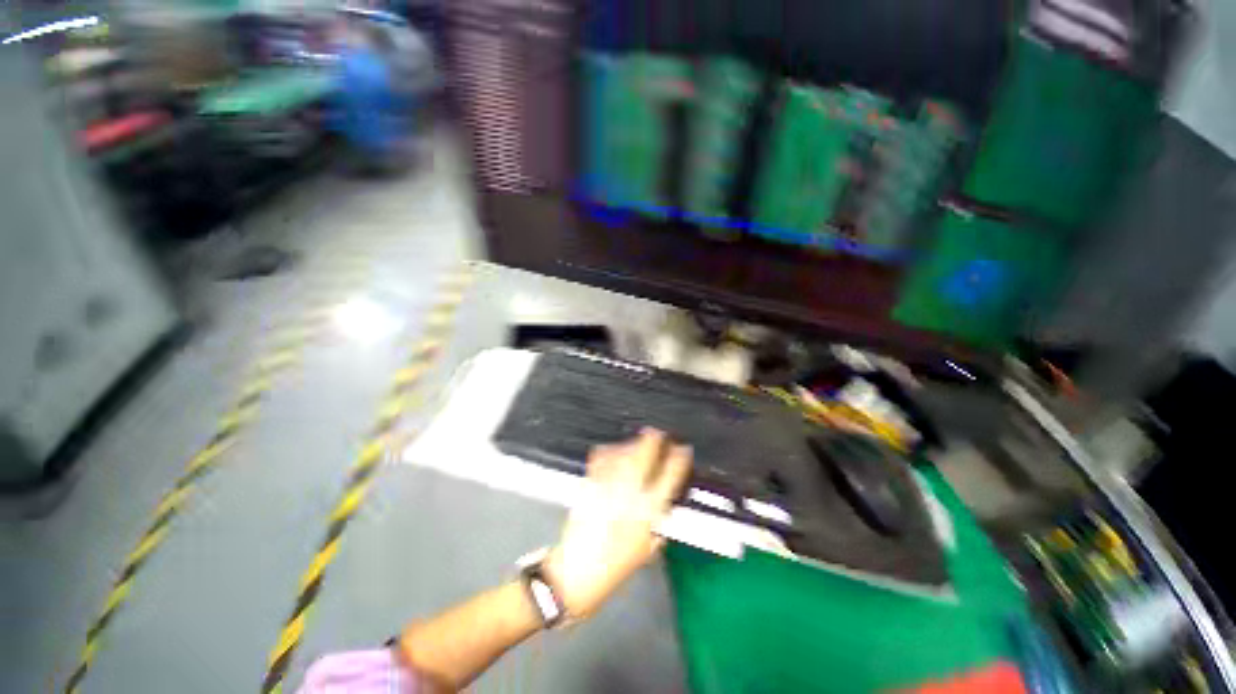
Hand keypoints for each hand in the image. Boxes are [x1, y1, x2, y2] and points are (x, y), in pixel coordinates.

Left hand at [545, 428, 691, 618]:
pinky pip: (600, 461)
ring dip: (631, 444)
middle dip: (652, 441)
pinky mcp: (589, 486)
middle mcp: (628, 494)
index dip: (678, 460)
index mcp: (647, 513)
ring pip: (622, 455)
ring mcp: (607, 487)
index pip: (668, 478)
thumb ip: (658, 527)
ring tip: (637, 440)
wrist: (576, 572)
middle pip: (642, 458)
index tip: (682, 449)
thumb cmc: (615, 567)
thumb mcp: (646, 551)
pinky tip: (611, 449)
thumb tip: (663, 508)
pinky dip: (607, 451)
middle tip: (657, 433)